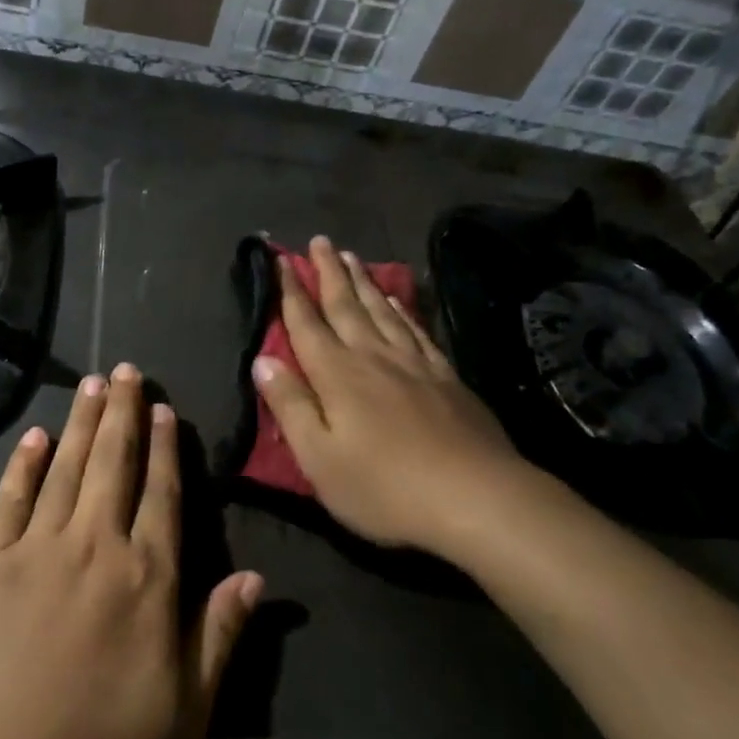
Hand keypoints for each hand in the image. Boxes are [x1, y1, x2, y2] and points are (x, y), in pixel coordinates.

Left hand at [0, 364, 262, 738]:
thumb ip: (220, 637)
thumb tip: (257, 577)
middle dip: (123, 413)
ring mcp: (34, 550)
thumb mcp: (182, 717)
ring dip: (81, 422)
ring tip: (91, 383)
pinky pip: (8, 500)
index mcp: (146, 579)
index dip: (166, 449)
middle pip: (113, 464)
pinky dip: (23, 465)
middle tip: (126, 370)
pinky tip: (34, 436)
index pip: (162, 495)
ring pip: (66, 468)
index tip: (165, 409)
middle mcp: (94, 546)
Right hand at [253, 236, 523, 553]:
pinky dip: (401, 308)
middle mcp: (372, 356)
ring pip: (380, 309)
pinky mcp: (445, 375)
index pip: (306, 323)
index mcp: (336, 374)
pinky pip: (415, 329)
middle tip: (319, 241)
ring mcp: (413, 362)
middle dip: (328, 272)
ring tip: (351, 256)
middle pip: (345, 305)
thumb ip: (290, 405)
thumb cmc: (385, 487)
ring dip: (362, 281)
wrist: (476, 497)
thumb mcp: (320, 458)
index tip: (281, 260)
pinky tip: (396, 299)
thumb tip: (262, 360)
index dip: (290, 291)